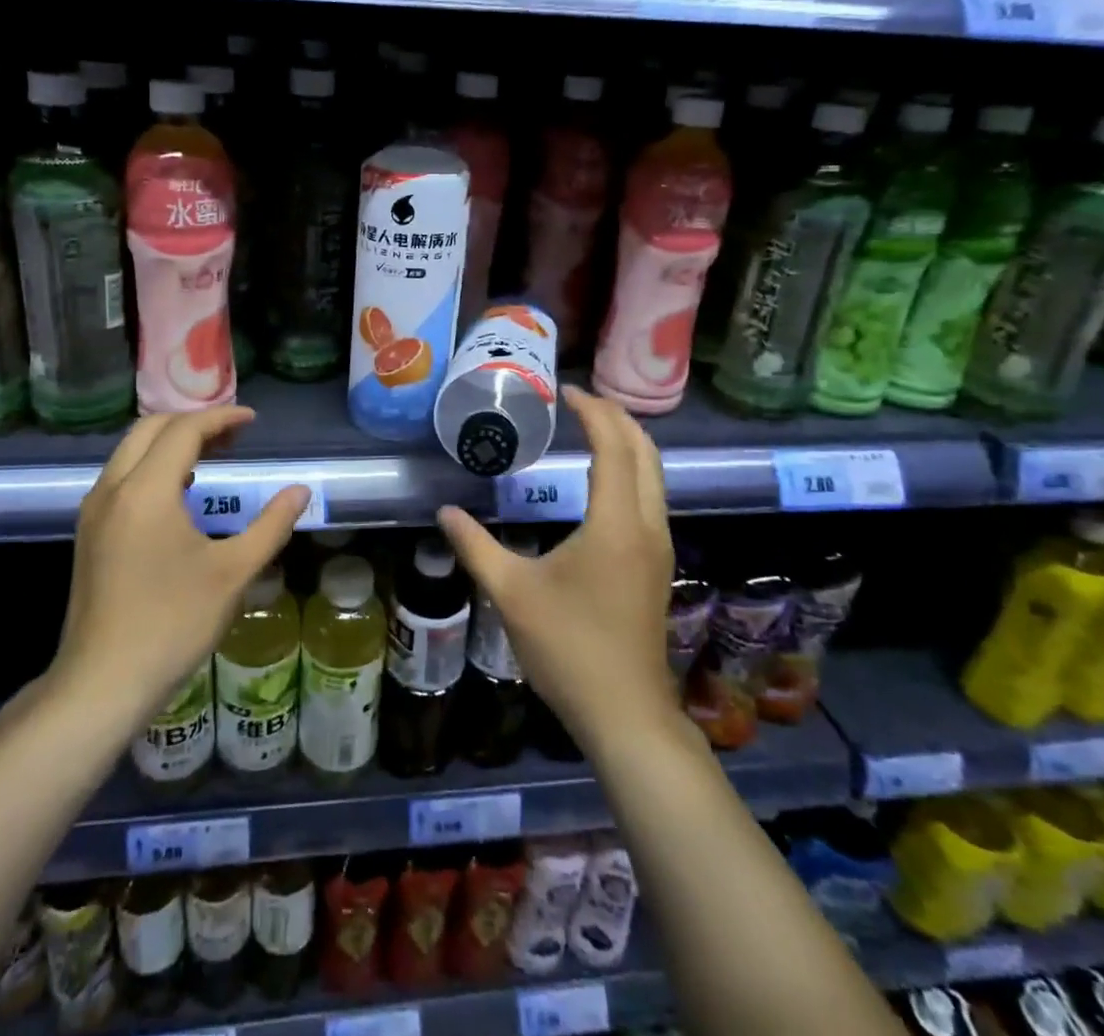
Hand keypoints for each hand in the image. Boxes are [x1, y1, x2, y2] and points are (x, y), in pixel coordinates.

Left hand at [52, 407, 309, 728]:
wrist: (102, 683)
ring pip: (131, 451)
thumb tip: (300, 491)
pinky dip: (152, 465)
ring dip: (170, 442)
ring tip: (212, 456)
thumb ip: (271, 525)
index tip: (252, 421)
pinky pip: (121, 476)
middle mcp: (112, 489)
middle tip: (233, 436)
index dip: (221, 418)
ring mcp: (94, 511)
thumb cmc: (172, 624)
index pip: (184, 430)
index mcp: (146, 490)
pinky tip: (180, 494)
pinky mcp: (89, 532)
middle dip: (193, 422)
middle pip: (150, 429)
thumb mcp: (233, 573)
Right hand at [437, 386, 684, 754]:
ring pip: (655, 474)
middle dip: (616, 417)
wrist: (625, 713)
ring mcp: (659, 546)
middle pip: (645, 451)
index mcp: (616, 523)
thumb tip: (444, 512)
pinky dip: (632, 469)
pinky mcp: (657, 564)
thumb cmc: (568, 648)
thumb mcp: (511, 593)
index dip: (592, 411)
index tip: (563, 391)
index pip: (613, 446)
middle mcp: (648, 525)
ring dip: (627, 442)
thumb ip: (475, 546)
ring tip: (590, 427)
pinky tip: (602, 478)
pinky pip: (652, 496)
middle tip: (578, 400)